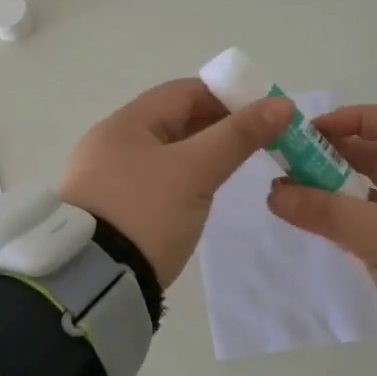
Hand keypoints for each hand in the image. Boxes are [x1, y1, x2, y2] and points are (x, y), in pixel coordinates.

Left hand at [62, 79, 293, 288]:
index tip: (262, 111)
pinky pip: (156, 179)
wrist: (95, 283)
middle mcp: (111, 144)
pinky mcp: (114, 209)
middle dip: (216, 125)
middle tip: (258, 139)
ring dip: (201, 152)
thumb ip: (237, 136)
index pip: (181, 92)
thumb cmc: (145, 213)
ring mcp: (108, 178)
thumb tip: (281, 105)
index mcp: (123, 124)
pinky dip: (184, 177)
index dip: (225, 95)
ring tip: (237, 163)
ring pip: (166, 152)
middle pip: (173, 121)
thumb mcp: (194, 171)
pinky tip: (204, 190)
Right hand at [266, 104, 376, 370]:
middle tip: (290, 160)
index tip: (316, 131)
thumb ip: (328, 212)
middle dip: (335, 153)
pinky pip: (367, 227)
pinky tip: (313, 223)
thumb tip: (274, 191)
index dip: (358, 118)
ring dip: (333, 188)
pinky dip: (340, 221)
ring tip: (292, 191)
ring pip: (370, 194)